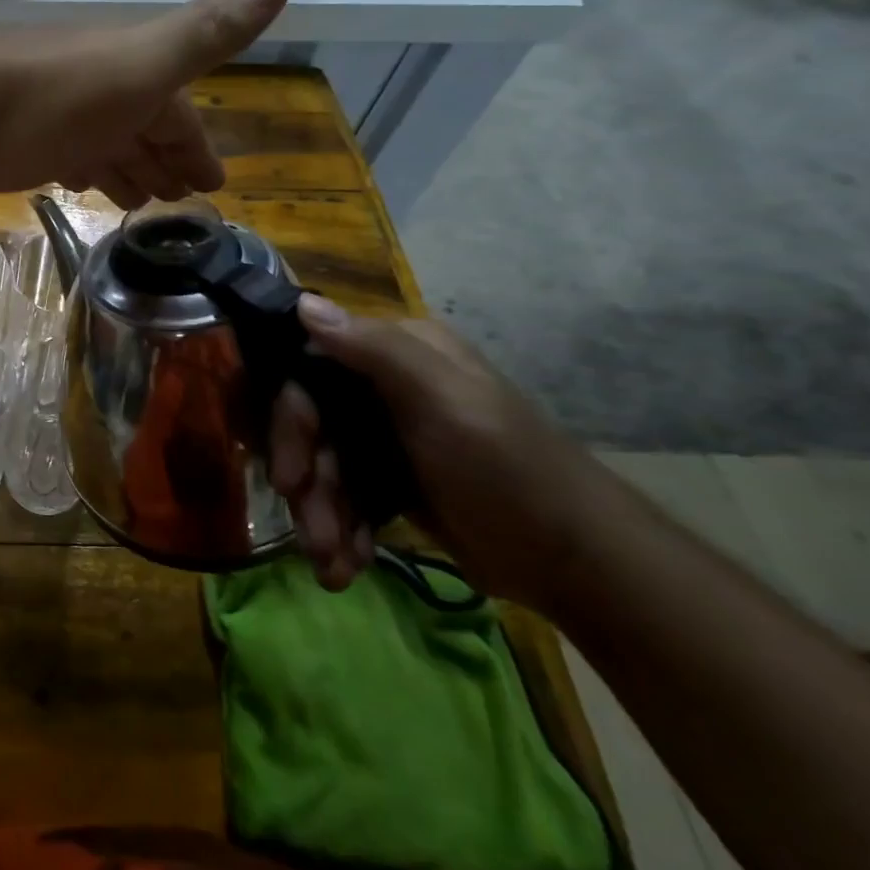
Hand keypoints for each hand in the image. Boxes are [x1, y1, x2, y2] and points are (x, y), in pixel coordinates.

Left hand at [0, 0, 289, 206]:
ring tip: (139, 203)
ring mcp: (48, 114)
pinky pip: (60, 153)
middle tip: (180, 200)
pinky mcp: (9, 139)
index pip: (179, 113)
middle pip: (139, 126)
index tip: (214, 185)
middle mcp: (92, 88)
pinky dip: (78, 168)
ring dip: (123, 168)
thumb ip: (205, 31)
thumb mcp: (141, 65)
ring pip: (99, 142)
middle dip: (164, 159)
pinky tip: (76, 183)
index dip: (197, 146)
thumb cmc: (51, 98)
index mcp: (130, 73)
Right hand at [269, 297, 611, 608]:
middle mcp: (381, 384)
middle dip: (308, 483)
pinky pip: (343, 493)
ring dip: (321, 515)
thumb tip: (303, 304)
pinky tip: (348, 564)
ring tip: (333, 564)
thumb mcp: (445, 403)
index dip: (291, 423)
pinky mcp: (390, 477)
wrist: (579, 565)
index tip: (290, 476)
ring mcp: (384, 433)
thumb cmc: (509, 472)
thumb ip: (376, 351)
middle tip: (314, 534)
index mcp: (394, 354)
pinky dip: (341, 528)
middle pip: (310, 425)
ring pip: (322, 464)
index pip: (306, 371)